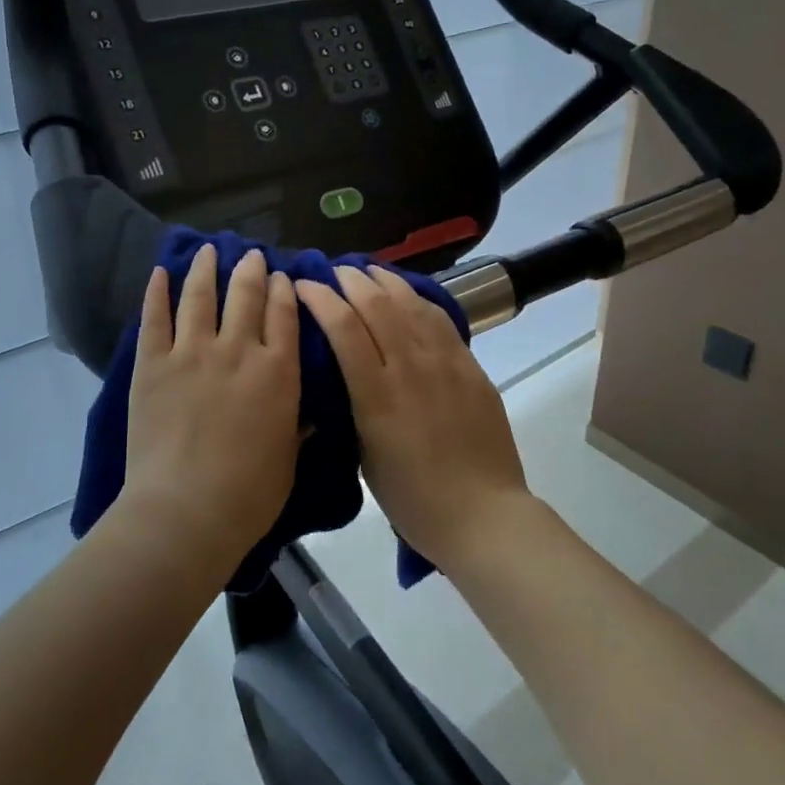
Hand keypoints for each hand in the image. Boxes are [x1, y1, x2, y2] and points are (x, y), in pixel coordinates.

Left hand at [122, 245, 300, 569]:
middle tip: (252, 255)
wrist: (186, 512)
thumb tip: (307, 414)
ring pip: (201, 295)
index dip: (284, 290)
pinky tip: (160, 271)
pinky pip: (155, 318)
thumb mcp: (288, 460)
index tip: (282, 277)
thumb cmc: (249, 495)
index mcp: (278, 372)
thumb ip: (297, 428)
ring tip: (209, 249)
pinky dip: (157, 292)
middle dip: (251, 270)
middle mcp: (239, 350)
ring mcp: (192, 353)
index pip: (284, 315)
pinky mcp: (153, 364)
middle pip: (246, 295)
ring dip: (206, 268)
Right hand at [295, 265, 531, 571]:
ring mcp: (445, 363)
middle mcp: (410, 368)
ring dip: (384, 281)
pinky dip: (417, 299)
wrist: (482, 514)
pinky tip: (407, 294)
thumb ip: (354, 408)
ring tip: (367, 271)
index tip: (302, 286)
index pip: (343, 328)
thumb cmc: (413, 499)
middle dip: (349, 281)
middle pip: (377, 305)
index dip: (320, 299)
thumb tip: (344, 375)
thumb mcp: (365, 457)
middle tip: (333, 272)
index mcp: (376, 396)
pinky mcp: (470, 366)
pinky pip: (440, 319)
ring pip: (411, 304)